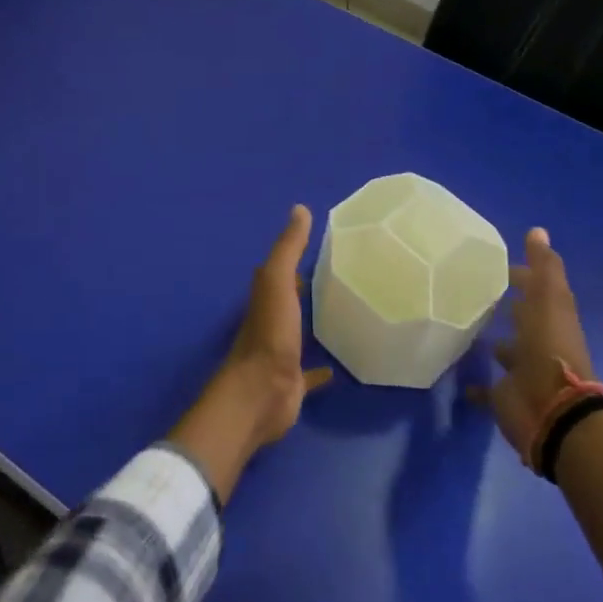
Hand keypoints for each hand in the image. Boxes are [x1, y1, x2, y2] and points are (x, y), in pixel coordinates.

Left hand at [171, 205, 331, 501]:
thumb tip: (299, 209)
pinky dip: (319, 371)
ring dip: (311, 324)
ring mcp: (281, 353)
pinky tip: (336, 369)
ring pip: (298, 333)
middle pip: (289, 299)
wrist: (260, 393)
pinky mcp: (292, 382)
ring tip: (342, 316)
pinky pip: (308, 373)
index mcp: (266, 297)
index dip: (296, 257)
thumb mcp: (278, 282)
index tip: (323, 246)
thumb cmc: (269, 333)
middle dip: (306, 288)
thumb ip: (288, 248)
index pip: (280, 270)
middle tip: (338, 277)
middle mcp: (271, 322)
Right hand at [471, 228, 596, 459]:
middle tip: (476, 291)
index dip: (523, 275)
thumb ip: (544, 267)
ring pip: (508, 352)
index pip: (537, 290)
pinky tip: (459, 380)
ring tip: (465, 327)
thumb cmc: (549, 349)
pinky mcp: (505, 397)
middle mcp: (539, 343)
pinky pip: (488, 390)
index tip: (497, 263)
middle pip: (524, 319)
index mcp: (552, 318)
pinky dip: (476, 387)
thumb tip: (538, 230)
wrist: (552, 411)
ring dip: (495, 342)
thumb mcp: (550, 300)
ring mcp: (522, 371)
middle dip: (508, 307)